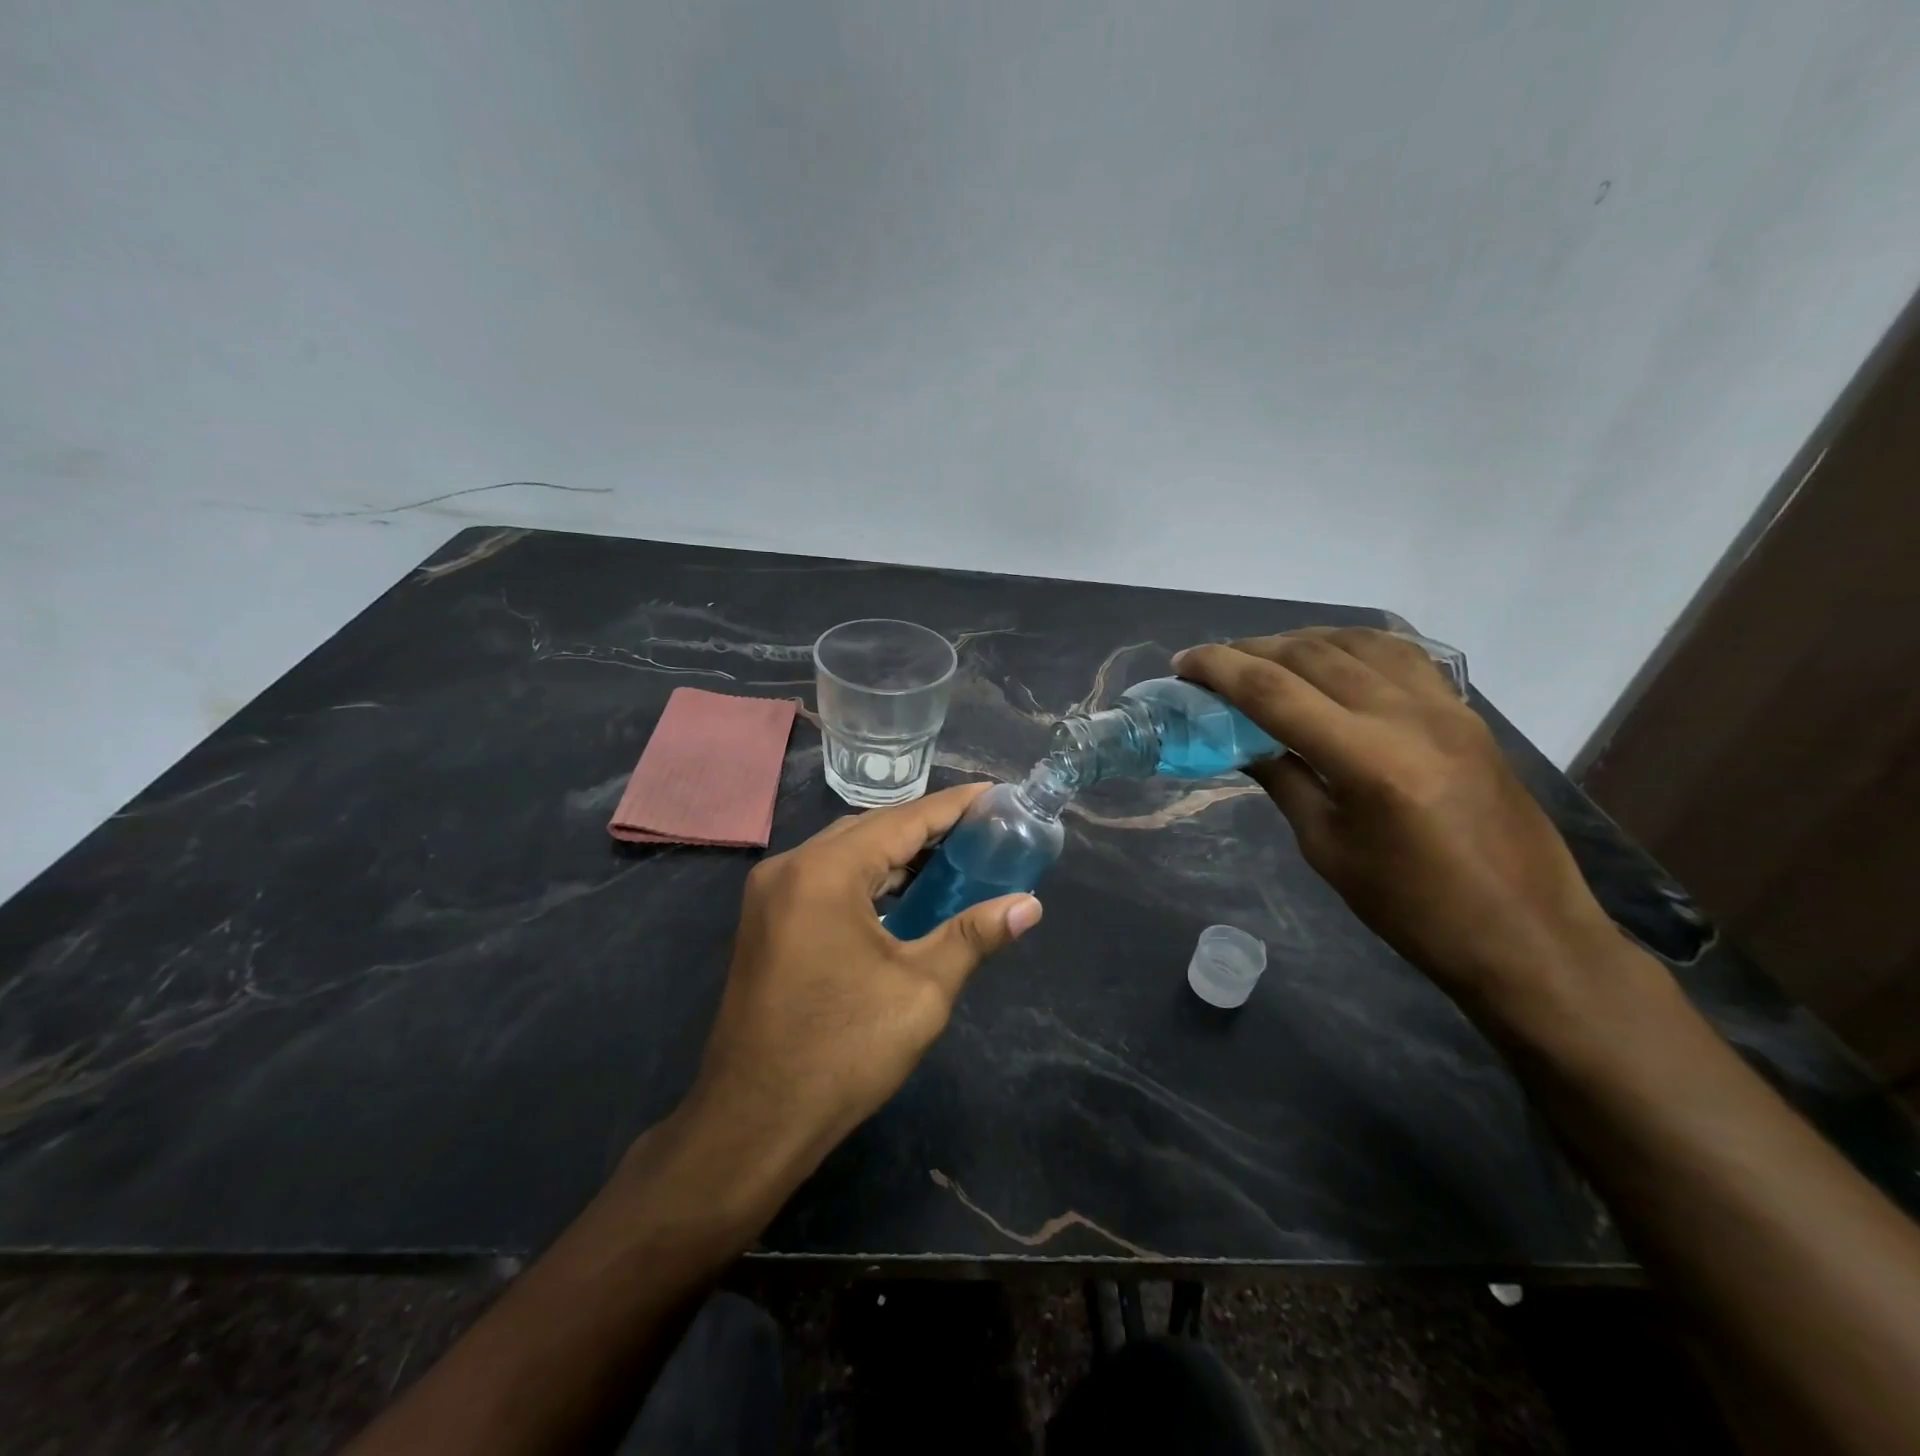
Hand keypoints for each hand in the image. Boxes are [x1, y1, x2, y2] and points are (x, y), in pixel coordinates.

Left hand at [683, 783, 1042, 1192]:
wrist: (753, 1122)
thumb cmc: (842, 1052)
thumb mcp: (921, 991)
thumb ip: (974, 935)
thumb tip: (1028, 905)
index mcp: (826, 872)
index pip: (903, 820)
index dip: (953, 806)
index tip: (995, 794)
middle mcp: (791, 866)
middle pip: (871, 829)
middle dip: (927, 827)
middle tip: (983, 830)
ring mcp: (771, 893)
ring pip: (846, 852)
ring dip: (896, 853)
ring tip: (953, 858)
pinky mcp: (766, 919)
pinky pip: (826, 878)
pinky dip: (868, 878)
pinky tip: (903, 894)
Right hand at [1174, 629, 1616, 1001]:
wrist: (1527, 935)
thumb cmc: (1413, 909)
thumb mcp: (1327, 849)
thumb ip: (1283, 781)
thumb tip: (1242, 742)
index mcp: (1367, 760)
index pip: (1273, 690)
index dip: (1219, 669)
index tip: (1182, 664)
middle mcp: (1407, 716)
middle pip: (1311, 654)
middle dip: (1251, 650)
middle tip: (1213, 664)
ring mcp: (1444, 707)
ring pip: (1357, 642)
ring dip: (1300, 640)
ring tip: (1264, 656)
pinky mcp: (1465, 713)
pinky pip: (1400, 655)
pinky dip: (1352, 645)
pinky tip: (1331, 658)